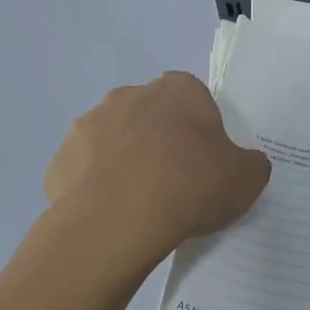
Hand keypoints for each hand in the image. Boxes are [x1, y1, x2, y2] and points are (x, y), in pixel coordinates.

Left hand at [44, 72, 270, 261]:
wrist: (120, 220)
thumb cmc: (191, 185)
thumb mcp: (246, 178)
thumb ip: (250, 164)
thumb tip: (245, 165)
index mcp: (178, 90)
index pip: (193, 98)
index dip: (199, 128)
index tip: (205, 160)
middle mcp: (130, 95)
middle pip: (150, 114)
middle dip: (158, 141)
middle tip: (174, 182)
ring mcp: (88, 125)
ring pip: (112, 140)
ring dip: (123, 161)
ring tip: (139, 204)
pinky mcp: (60, 162)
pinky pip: (83, 172)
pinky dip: (94, 189)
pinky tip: (110, 217)